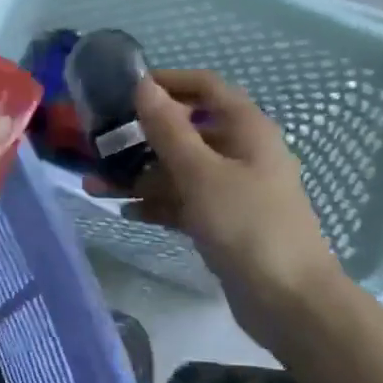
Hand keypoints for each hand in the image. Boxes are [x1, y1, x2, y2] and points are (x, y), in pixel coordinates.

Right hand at [96, 69, 338, 303]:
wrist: (288, 300)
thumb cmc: (247, 224)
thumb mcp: (201, 173)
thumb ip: (169, 129)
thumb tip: (143, 85)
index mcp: (246, 129)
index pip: (205, 88)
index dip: (167, 82)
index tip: (124, 89)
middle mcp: (240, 153)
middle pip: (185, 131)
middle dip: (141, 138)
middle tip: (98, 145)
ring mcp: (231, 189)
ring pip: (178, 171)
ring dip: (139, 176)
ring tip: (94, 186)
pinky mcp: (222, 221)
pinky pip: (183, 202)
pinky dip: (156, 204)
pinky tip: (124, 212)